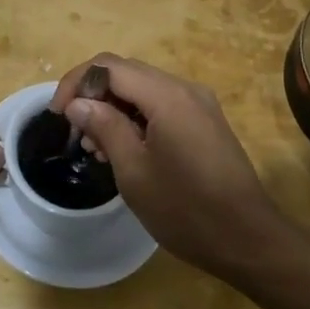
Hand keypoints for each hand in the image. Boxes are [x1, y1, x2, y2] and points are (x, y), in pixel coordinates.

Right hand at [52, 55, 285, 279]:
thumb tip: (78, 103)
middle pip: (126, 73)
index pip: (108, 66)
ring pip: (142, 89)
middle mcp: (184, 88)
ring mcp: (198, 104)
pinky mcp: (205, 122)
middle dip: (93, 95)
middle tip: (76, 133)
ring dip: (113, 108)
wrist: (251, 242)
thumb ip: (104, 127)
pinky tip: (124, 150)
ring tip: (97, 148)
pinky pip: (160, 105)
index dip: (76, 83)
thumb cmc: (187, 210)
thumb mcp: (134, 172)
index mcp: (166, 95)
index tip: (58, 115)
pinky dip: (135, 118)